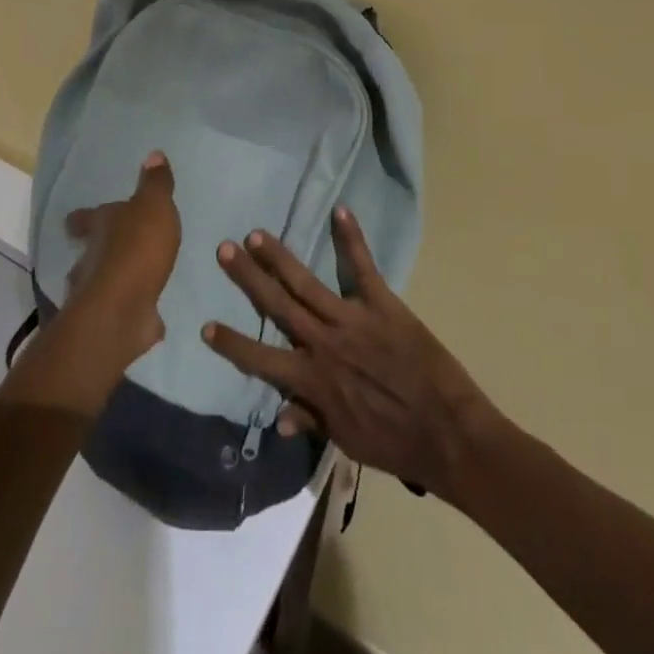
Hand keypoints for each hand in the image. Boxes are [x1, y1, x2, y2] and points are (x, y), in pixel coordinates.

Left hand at [60, 150, 180, 368]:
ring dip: (111, 281)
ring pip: (99, 282)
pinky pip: (121, 309)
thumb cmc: (137, 249)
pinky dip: (130, 308)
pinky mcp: (111, 320)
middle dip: (96, 251)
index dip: (82, 218)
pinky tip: (145, 312)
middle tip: (107, 251)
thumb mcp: (153, 207)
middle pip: (89, 251)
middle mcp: (92, 257)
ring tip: (131, 282)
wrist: (123, 309)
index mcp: (101, 226)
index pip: (86, 218)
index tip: (74, 221)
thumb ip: (155, 184)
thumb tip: (154, 154)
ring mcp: (97, 292)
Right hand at [202, 206, 492, 501]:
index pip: (260, 359)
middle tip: (224, 249)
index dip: (232, 343)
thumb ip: (310, 419)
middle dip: (248, 278)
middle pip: (277, 305)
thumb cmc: (394, 443)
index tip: (205, 326)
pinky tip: (341, 210)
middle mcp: (324, 343)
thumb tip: (275, 416)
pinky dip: (352, 238)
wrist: (448, 435)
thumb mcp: (346, 439)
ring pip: (307, 282)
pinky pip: (363, 267)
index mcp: (313, 379)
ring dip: (279, 257)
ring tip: (256, 235)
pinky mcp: (383, 305)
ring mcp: (352, 320)